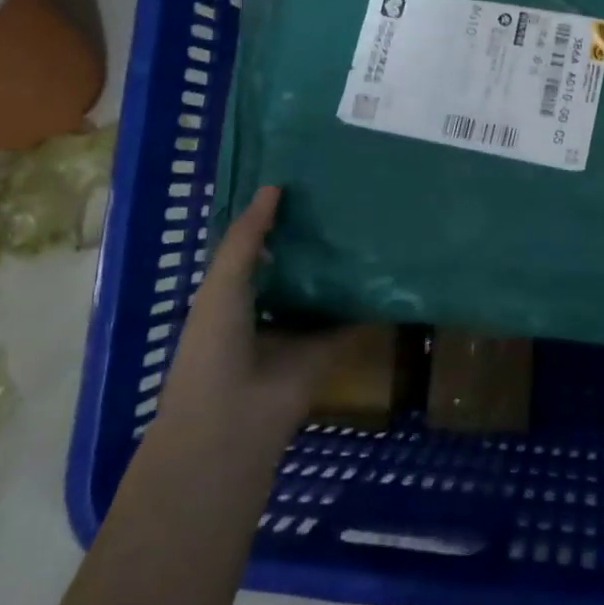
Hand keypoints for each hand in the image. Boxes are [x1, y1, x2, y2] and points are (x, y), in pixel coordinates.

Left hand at [156, 186, 349, 455]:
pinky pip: (351, 319)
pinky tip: (389, 269)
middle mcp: (267, 310)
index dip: (274, 220)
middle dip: (313, 240)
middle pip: (294, 268)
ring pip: (325, 291)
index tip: (301, 185)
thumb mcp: (223, 282)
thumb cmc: (214, 345)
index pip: (257, 250)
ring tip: (371, 224)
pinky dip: (368, 300)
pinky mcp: (329, 349)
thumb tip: (274, 186)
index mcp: (232, 295)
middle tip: (345, 199)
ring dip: (342, 268)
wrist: (233, 419)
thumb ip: (248, 237)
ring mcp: (299, 331)